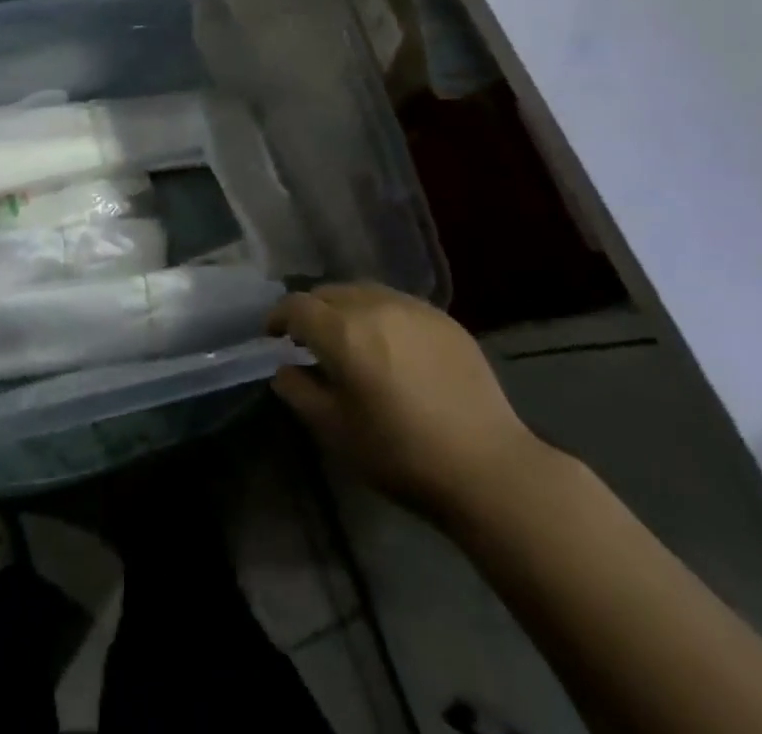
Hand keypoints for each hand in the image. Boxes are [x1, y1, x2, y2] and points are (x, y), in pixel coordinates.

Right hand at [270, 284, 542, 514]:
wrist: (487, 468)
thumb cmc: (401, 455)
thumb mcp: (336, 433)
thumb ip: (300, 393)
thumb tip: (285, 368)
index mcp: (343, 332)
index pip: (297, 306)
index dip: (279, 317)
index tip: (273, 336)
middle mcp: (375, 306)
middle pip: (330, 293)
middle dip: (312, 311)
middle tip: (309, 340)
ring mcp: (414, 308)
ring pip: (365, 293)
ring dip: (347, 309)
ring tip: (350, 339)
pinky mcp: (444, 320)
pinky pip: (398, 305)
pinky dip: (381, 316)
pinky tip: (391, 348)